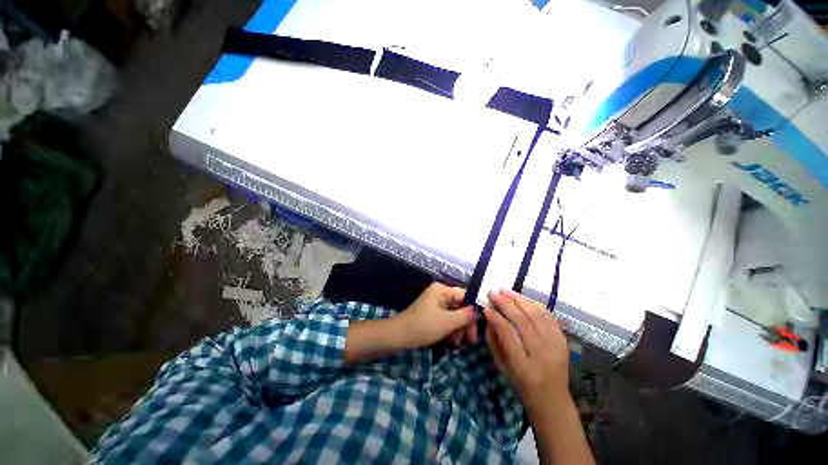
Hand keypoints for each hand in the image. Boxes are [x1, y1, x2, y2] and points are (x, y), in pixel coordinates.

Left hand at [394, 283, 477, 348]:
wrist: (398, 336)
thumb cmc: (423, 326)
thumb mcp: (447, 322)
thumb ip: (465, 315)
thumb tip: (478, 311)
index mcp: (442, 290)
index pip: (465, 296)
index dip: (474, 310)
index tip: (480, 327)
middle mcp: (439, 294)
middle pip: (460, 306)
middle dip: (465, 323)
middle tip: (471, 340)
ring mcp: (435, 304)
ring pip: (454, 314)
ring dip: (458, 329)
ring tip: (457, 343)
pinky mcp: (432, 314)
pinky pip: (446, 319)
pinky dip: (450, 330)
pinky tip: (452, 342)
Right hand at [484, 289, 569, 410]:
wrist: (552, 397)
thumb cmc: (520, 382)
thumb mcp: (501, 365)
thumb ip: (493, 339)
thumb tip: (489, 316)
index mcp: (523, 367)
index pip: (508, 334)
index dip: (496, 317)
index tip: (486, 306)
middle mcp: (542, 354)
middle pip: (523, 322)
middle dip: (506, 304)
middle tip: (493, 292)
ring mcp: (556, 346)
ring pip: (537, 316)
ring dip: (519, 300)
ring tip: (505, 290)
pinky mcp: (563, 340)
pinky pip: (548, 317)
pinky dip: (534, 305)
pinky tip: (522, 299)